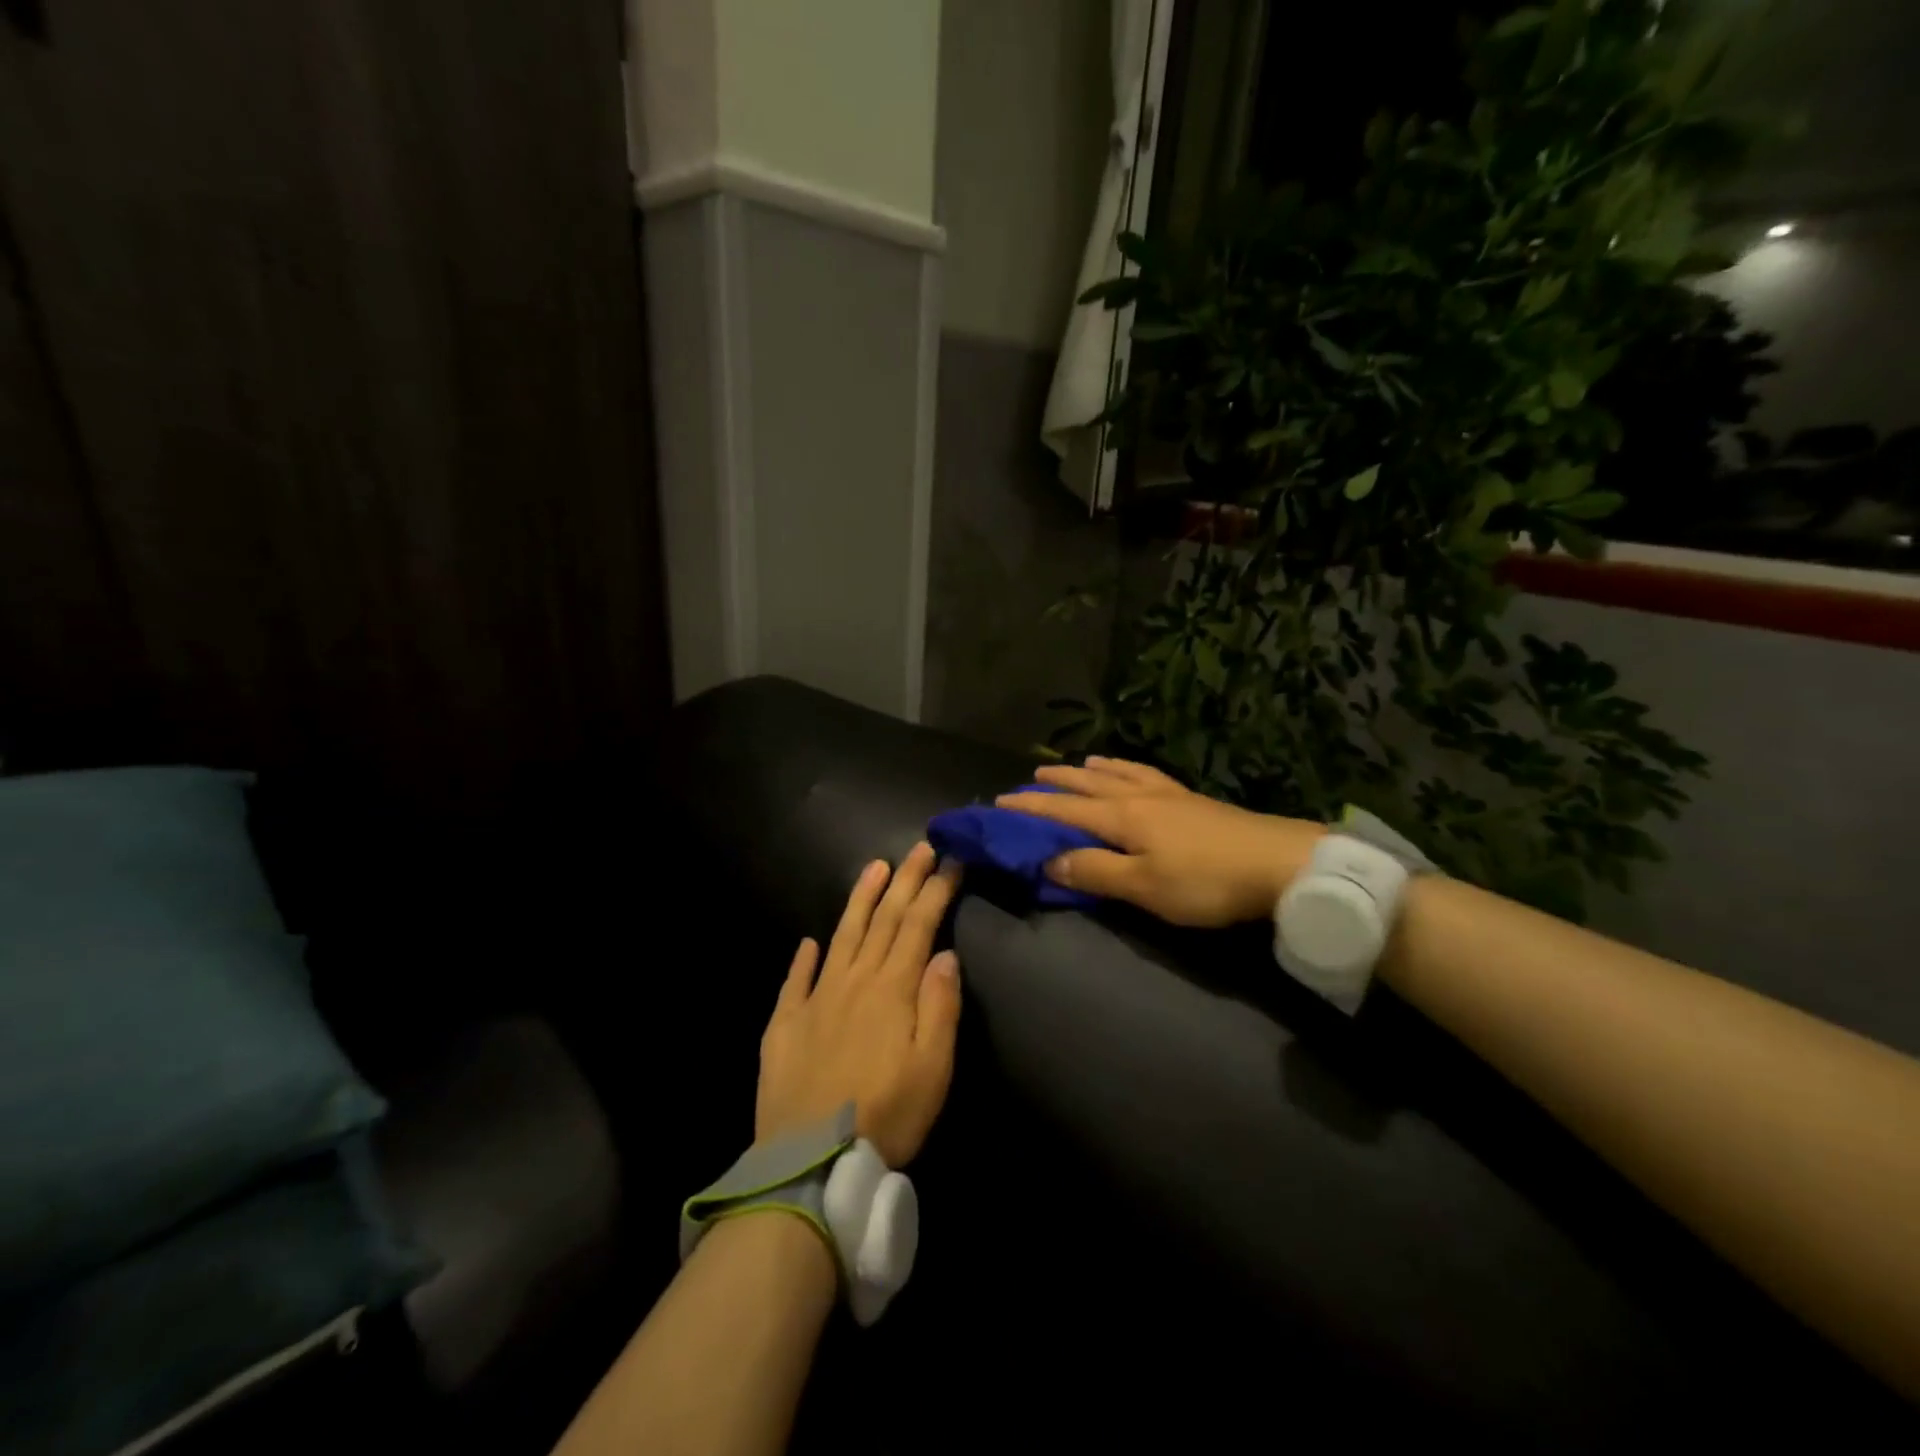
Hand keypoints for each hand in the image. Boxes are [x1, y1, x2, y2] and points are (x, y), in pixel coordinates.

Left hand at [756, 843, 962, 1167]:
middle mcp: (853, 981)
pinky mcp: (785, 1024)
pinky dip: (804, 958)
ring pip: (842, 936)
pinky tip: (809, 942)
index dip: (935, 891)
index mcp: (892, 990)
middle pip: (883, 920)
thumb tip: (944, 954)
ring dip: (860, 899)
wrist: (811, 1163)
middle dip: (904, 880)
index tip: (950, 861)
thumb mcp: (933, 1069)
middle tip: (919, 847)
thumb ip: (940, 1006)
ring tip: (874, 867)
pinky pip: (795, 981)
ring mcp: (815, 999)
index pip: (918, 926)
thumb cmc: (887, 1117)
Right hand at [996, 757, 1323, 928]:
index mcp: (1121, 817)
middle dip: (1057, 782)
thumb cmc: (1205, 881)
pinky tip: (1132, 771)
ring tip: (1076, 764)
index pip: (1064, 809)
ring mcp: (1168, 794)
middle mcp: (1138, 796)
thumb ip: (1094, 871)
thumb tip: (1049, 859)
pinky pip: (1147, 774)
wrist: (1280, 863)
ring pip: (1118, 774)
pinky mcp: (1192, 799)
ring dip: (1091, 770)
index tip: (999, 803)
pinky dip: (1127, 768)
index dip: (1030, 807)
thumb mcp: (1144, 887)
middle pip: (1088, 784)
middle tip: (1031, 778)